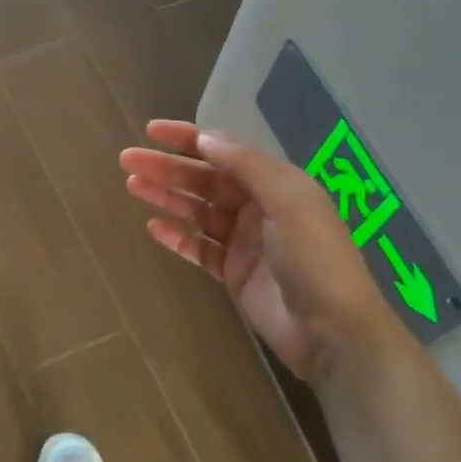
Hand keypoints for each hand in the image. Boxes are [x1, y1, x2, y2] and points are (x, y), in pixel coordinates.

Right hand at [120, 120, 389, 381]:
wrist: (332, 332)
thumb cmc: (315, 258)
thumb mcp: (288, 201)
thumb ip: (245, 166)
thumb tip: (205, 137)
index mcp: (274, 183)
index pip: (224, 151)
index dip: (187, 138)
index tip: (151, 130)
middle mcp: (257, 206)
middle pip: (203, 179)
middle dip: (167, 167)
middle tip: (128, 160)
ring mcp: (244, 240)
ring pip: (196, 211)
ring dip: (165, 196)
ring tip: (132, 185)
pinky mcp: (233, 272)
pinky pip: (198, 247)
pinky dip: (176, 236)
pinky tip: (153, 227)